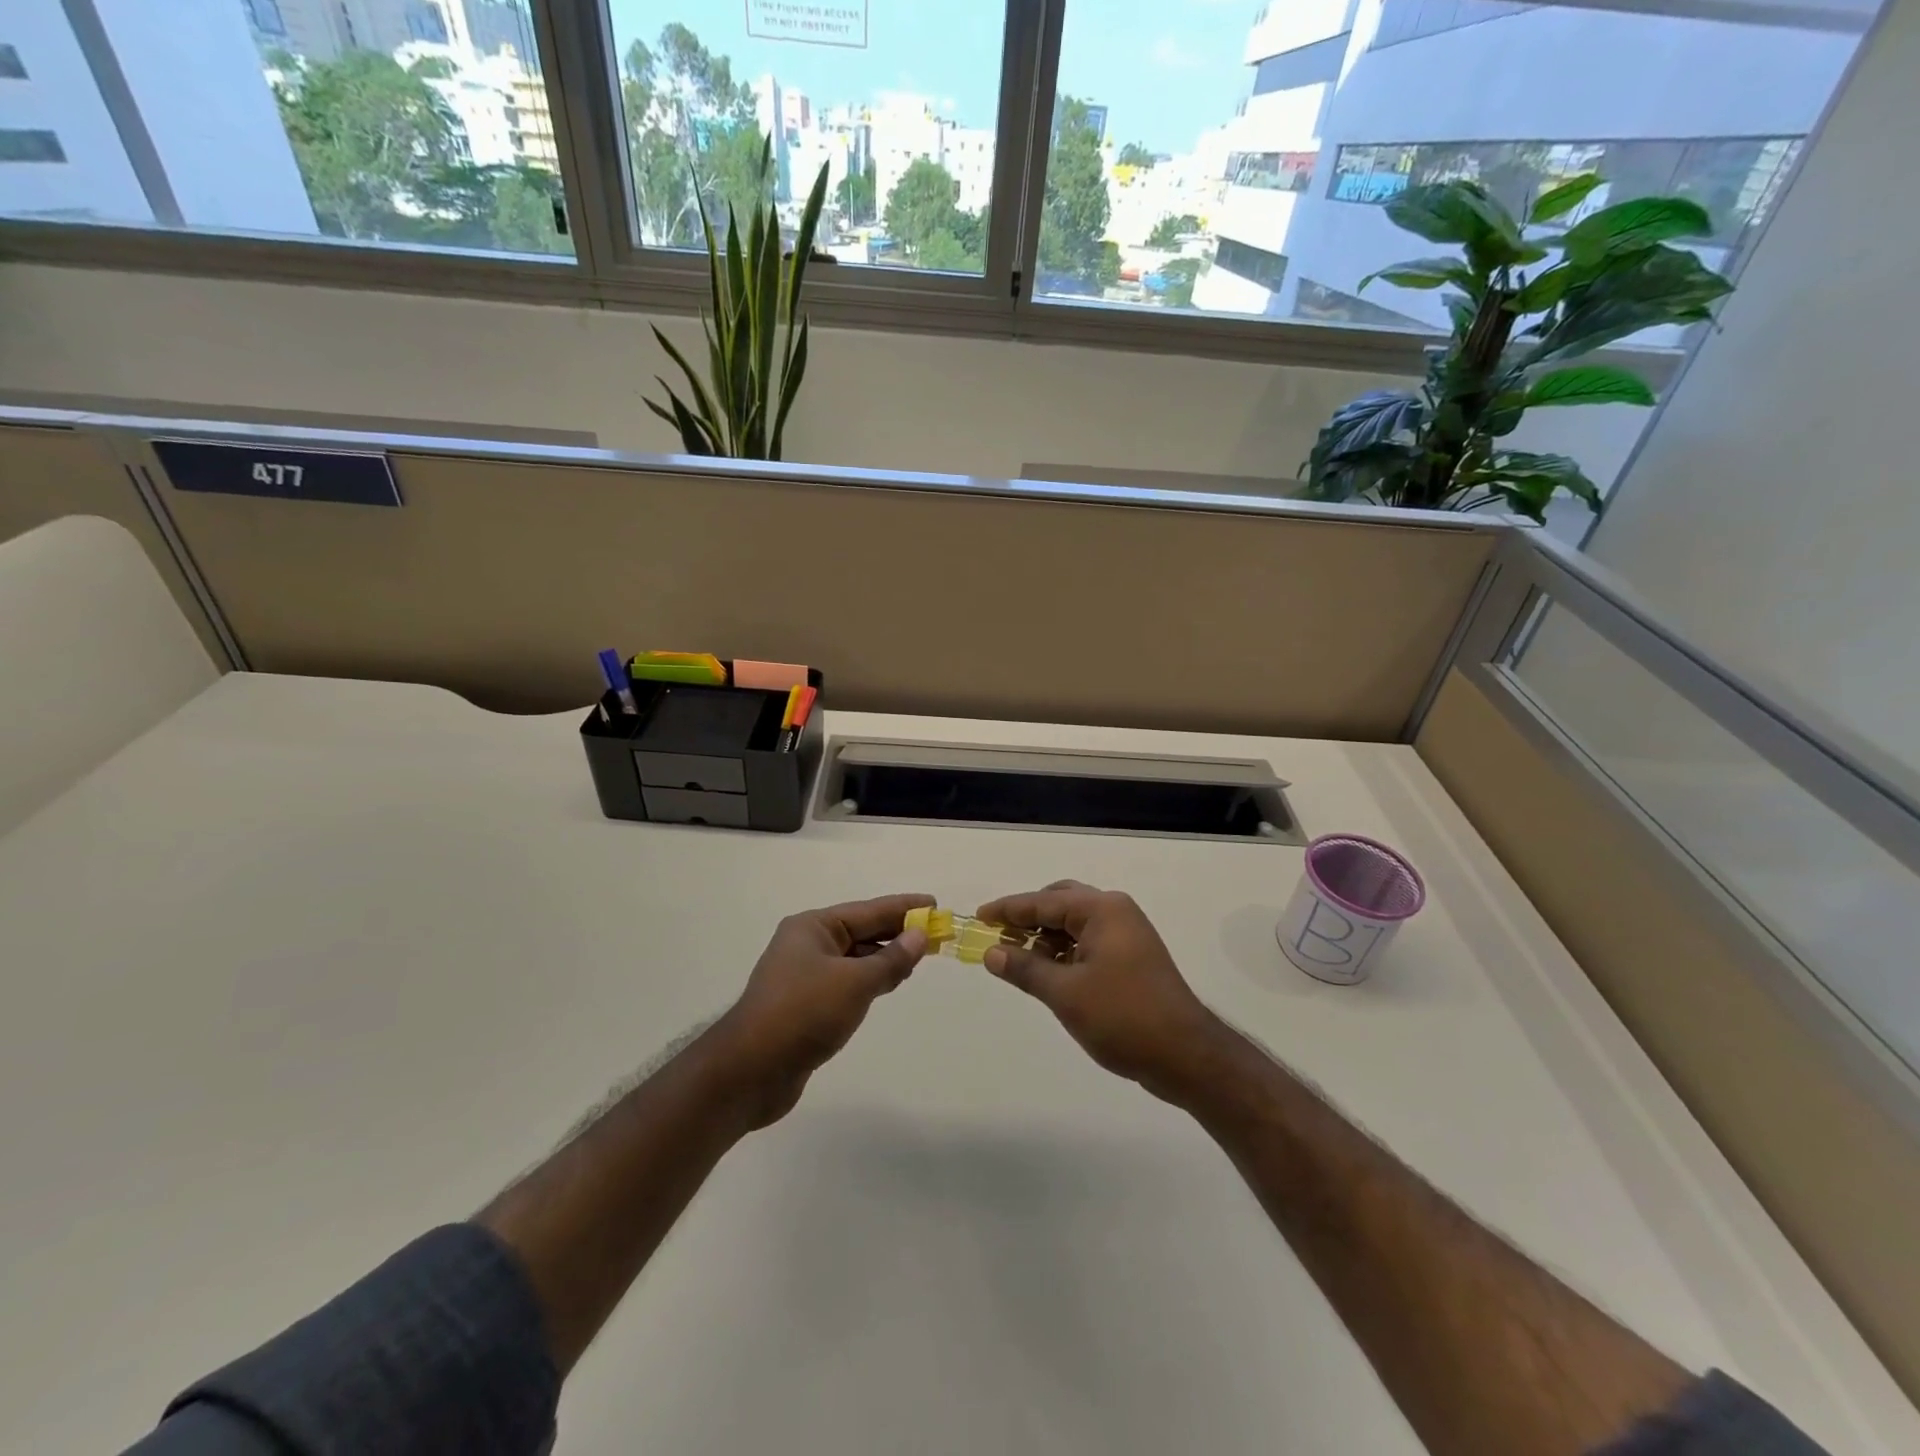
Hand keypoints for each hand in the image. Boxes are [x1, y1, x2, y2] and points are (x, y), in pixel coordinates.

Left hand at [709, 892, 932, 1127]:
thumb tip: (919, 935)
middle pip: (862, 931)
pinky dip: (870, 980)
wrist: (751, 1071)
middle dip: (897, 932)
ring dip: (885, 957)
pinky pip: (847, 981)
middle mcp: (807, 944)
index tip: (935, 904)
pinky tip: (890, 984)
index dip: (904, 907)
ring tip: (919, 958)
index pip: (869, 910)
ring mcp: (805, 975)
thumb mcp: (855, 983)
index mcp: (813, 927)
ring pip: (855, 958)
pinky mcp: (806, 1004)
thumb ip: (891, 959)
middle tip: (936, 933)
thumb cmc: (804, 1013)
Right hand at [977, 881, 1226, 1104]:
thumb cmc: (1122, 1017)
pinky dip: (1063, 952)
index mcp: (1101, 909)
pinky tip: (1046, 971)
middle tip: (999, 936)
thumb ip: (1025, 968)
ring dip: (1045, 937)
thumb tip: (991, 952)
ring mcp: (1127, 935)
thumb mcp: (1065, 993)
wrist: (1185, 1055)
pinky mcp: (1131, 958)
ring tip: (1016, 957)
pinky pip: (1087, 942)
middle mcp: (1115, 912)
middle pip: (1061, 903)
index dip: (1008, 909)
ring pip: (1074, 924)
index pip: (1043, 901)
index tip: (978, 916)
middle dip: (1028, 918)